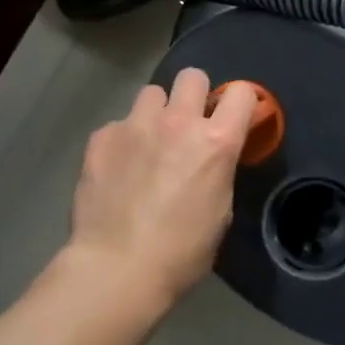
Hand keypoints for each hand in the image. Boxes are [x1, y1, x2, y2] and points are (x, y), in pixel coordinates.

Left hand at [67, 69, 257, 303]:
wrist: (117, 269)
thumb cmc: (181, 253)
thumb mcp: (220, 211)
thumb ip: (219, 170)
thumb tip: (212, 158)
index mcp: (216, 142)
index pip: (242, 93)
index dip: (241, 103)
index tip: (234, 118)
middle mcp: (178, 122)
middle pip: (192, 76)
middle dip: (195, 95)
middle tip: (189, 125)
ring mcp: (135, 125)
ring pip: (152, 93)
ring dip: (157, 113)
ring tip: (149, 143)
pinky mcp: (102, 137)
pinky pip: (119, 124)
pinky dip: (123, 140)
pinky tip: (119, 169)